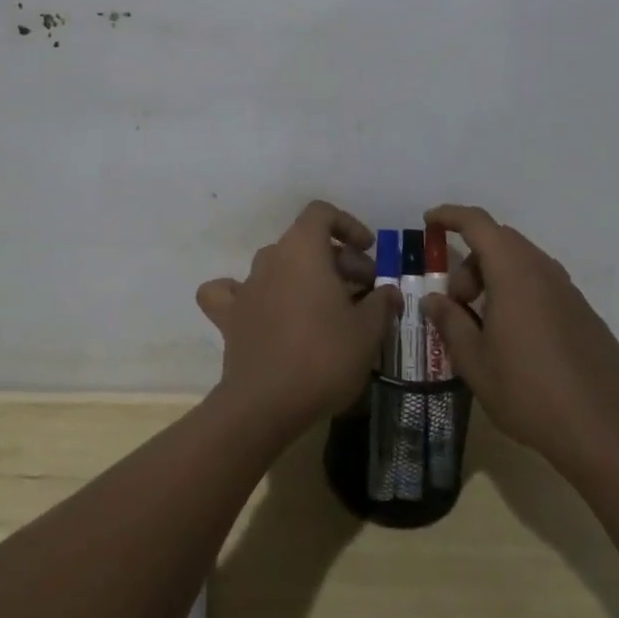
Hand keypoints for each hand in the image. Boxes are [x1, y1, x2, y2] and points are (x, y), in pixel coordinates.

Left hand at [196, 200, 400, 437]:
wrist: (266, 404)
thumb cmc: (323, 357)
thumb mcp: (367, 331)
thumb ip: (381, 303)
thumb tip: (389, 292)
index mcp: (303, 249)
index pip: (321, 213)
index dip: (348, 225)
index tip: (368, 252)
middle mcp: (271, 258)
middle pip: (305, 242)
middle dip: (337, 260)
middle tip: (363, 292)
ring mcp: (246, 286)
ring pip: (277, 266)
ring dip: (303, 277)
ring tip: (326, 307)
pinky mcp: (230, 317)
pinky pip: (231, 293)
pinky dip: (246, 295)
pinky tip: (260, 309)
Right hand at [421, 204, 618, 480]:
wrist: (605, 431)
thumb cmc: (529, 392)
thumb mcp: (475, 362)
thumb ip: (450, 322)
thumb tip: (434, 300)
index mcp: (513, 271)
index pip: (477, 223)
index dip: (450, 216)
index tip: (430, 223)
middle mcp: (543, 270)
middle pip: (500, 242)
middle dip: (471, 261)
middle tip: (458, 301)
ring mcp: (568, 290)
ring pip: (522, 263)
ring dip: (496, 278)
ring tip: (484, 324)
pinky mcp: (584, 313)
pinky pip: (543, 286)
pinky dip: (520, 294)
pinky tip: (518, 340)